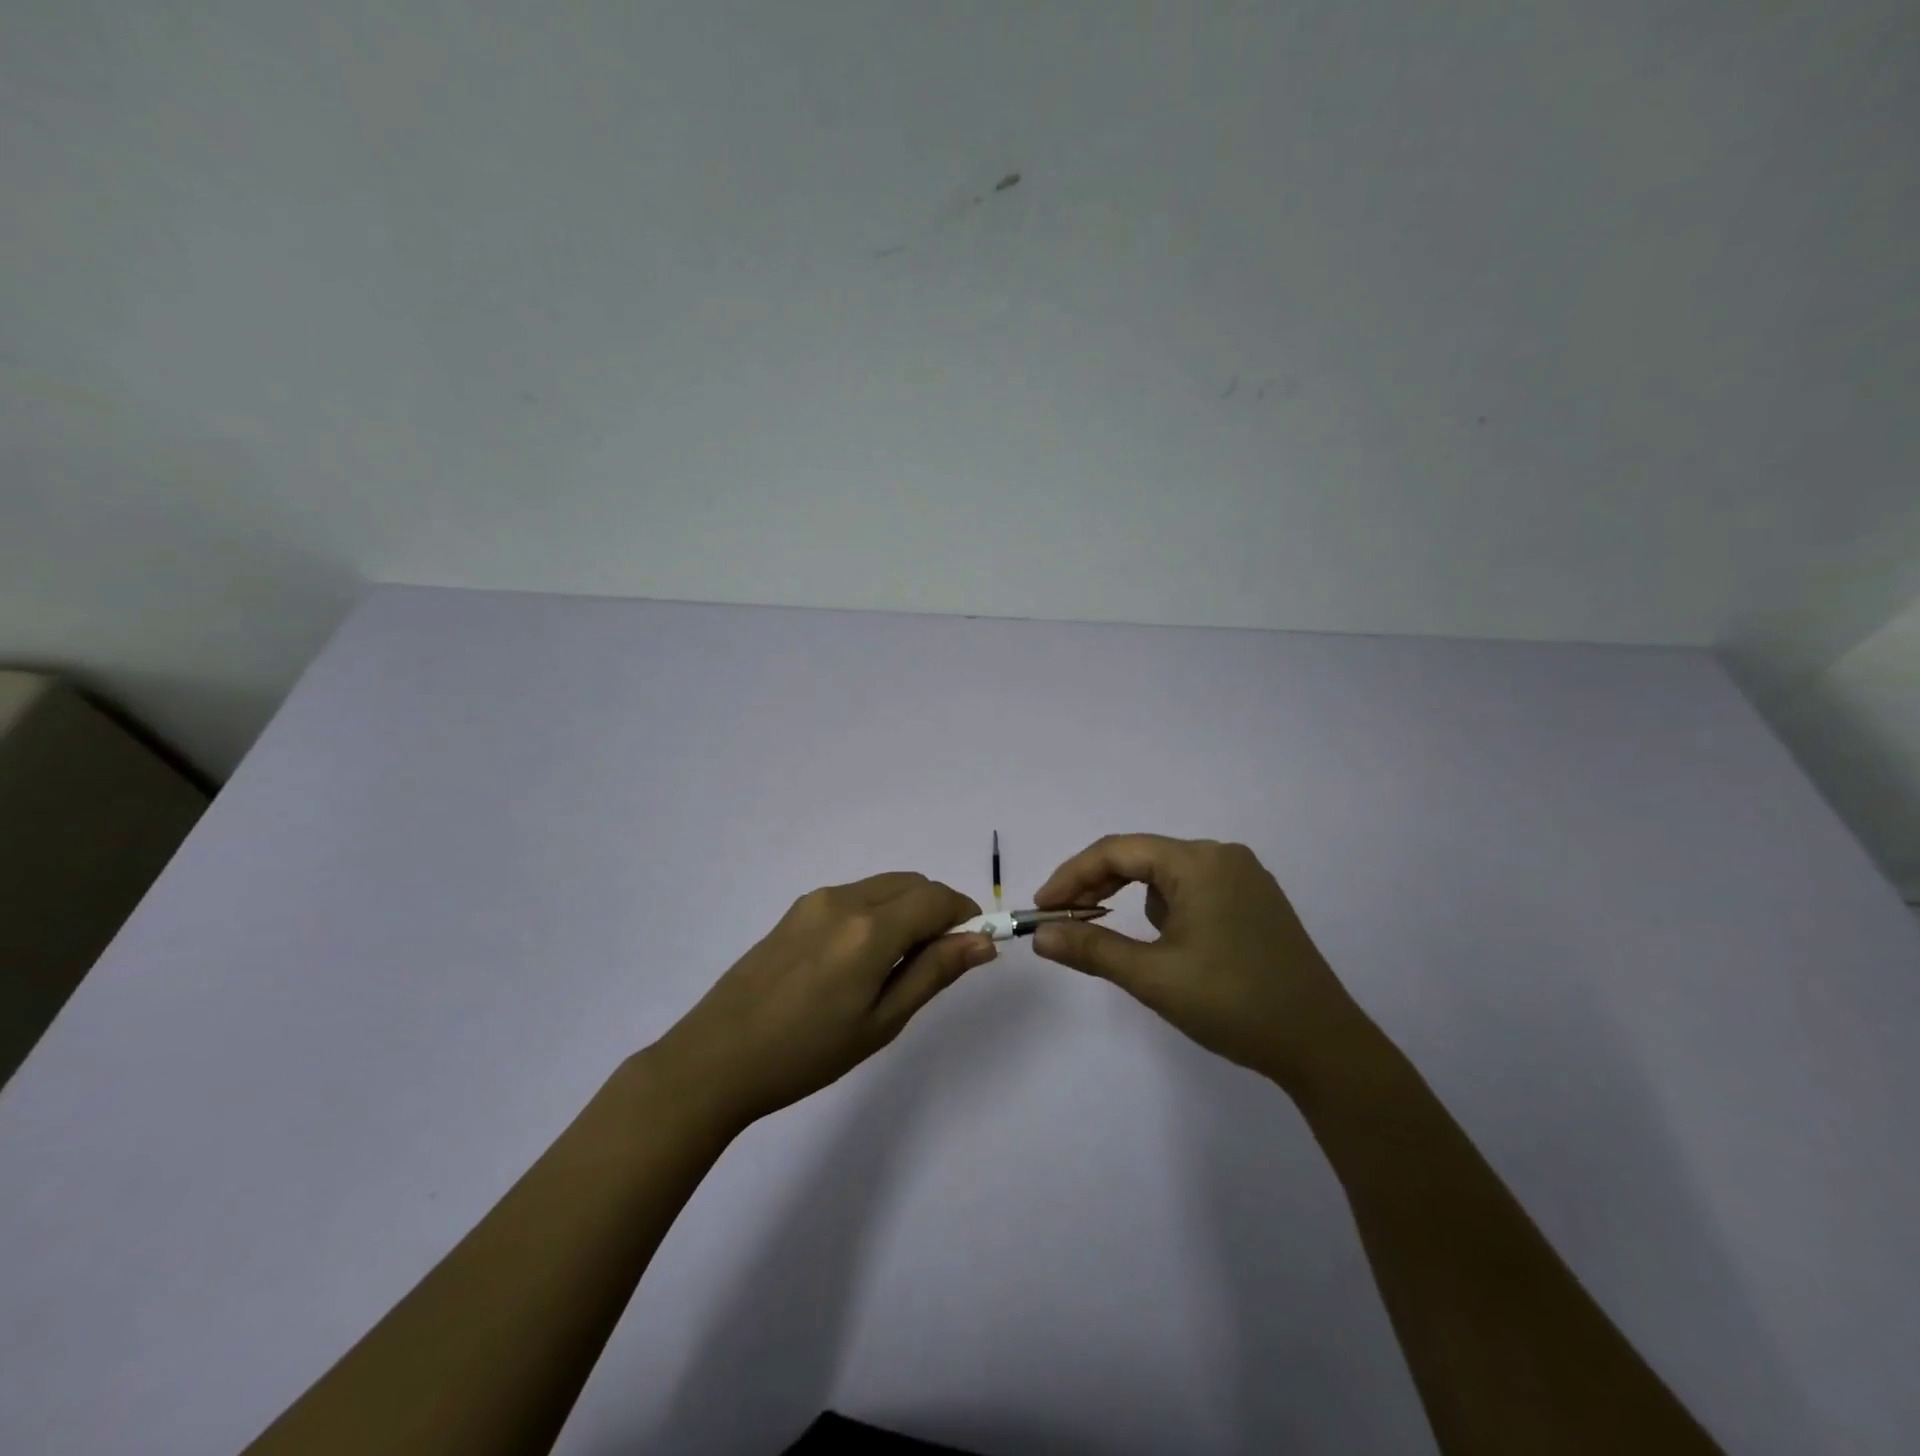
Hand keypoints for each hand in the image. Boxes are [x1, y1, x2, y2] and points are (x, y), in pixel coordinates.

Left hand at [646, 873, 995, 1132]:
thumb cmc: (807, 1053)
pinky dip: (877, 912)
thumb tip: (982, 941)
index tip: (973, 945)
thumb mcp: (881, 1022)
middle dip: (937, 909)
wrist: (717, 1058)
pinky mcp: (795, 910)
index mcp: (870, 928)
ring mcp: (815, 901)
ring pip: (883, 887)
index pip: (937, 897)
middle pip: (911, 883)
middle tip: (936, 961)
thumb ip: (933, 972)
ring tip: (895, 966)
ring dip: (907, 909)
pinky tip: (860, 960)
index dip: (964, 914)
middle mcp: (844, 899)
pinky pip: (854, 896)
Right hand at [1031, 835, 1364, 1092]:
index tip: (1042, 908)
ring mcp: (1244, 878)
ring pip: (1166, 876)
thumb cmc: (1233, 1003)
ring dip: (1133, 899)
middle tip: (1065, 920)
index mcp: (1198, 861)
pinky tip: (1170, 945)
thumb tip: (1040, 936)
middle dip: (1098, 887)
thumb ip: (1091, 948)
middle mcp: (1222, 856)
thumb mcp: (1153, 977)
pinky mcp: (1256, 902)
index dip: (1072, 876)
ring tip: (1118, 938)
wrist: (1323, 1046)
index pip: (1117, 851)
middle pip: (1141, 858)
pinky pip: (1194, 890)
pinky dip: (1166, 909)